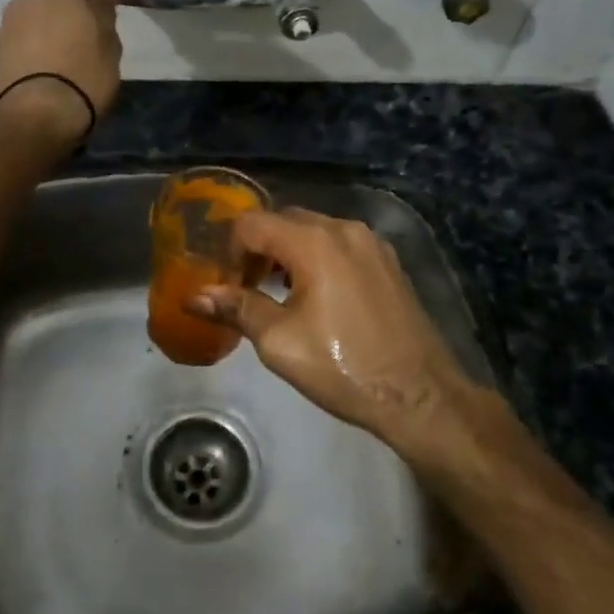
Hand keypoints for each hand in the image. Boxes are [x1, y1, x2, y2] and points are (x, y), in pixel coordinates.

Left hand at [0, 0, 122, 145]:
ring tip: (57, 72)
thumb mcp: (109, 46)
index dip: (86, 12)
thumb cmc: (84, 75)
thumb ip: (104, 14)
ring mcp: (4, 30)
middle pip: (47, 10)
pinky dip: (27, 61)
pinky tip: (40, 81)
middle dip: (60, 25)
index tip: (96, 34)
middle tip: (78, 53)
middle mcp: (25, 3)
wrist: (37, 116)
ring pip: (30, 31)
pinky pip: (17, 52)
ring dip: (41, 43)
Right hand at [190, 208, 529, 484]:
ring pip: (314, 230)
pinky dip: (317, 256)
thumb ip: (237, 308)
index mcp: (314, 242)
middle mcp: (343, 228)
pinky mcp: (387, 260)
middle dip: (258, 248)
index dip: (230, 249)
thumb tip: (195, 296)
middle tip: (247, 287)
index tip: (228, 284)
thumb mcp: (279, 342)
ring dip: (287, 251)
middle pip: (284, 220)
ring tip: (277, 293)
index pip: (252, 223)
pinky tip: (316, 295)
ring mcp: (371, 242)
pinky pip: (339, 244)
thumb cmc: (343, 367)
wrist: (419, 394)